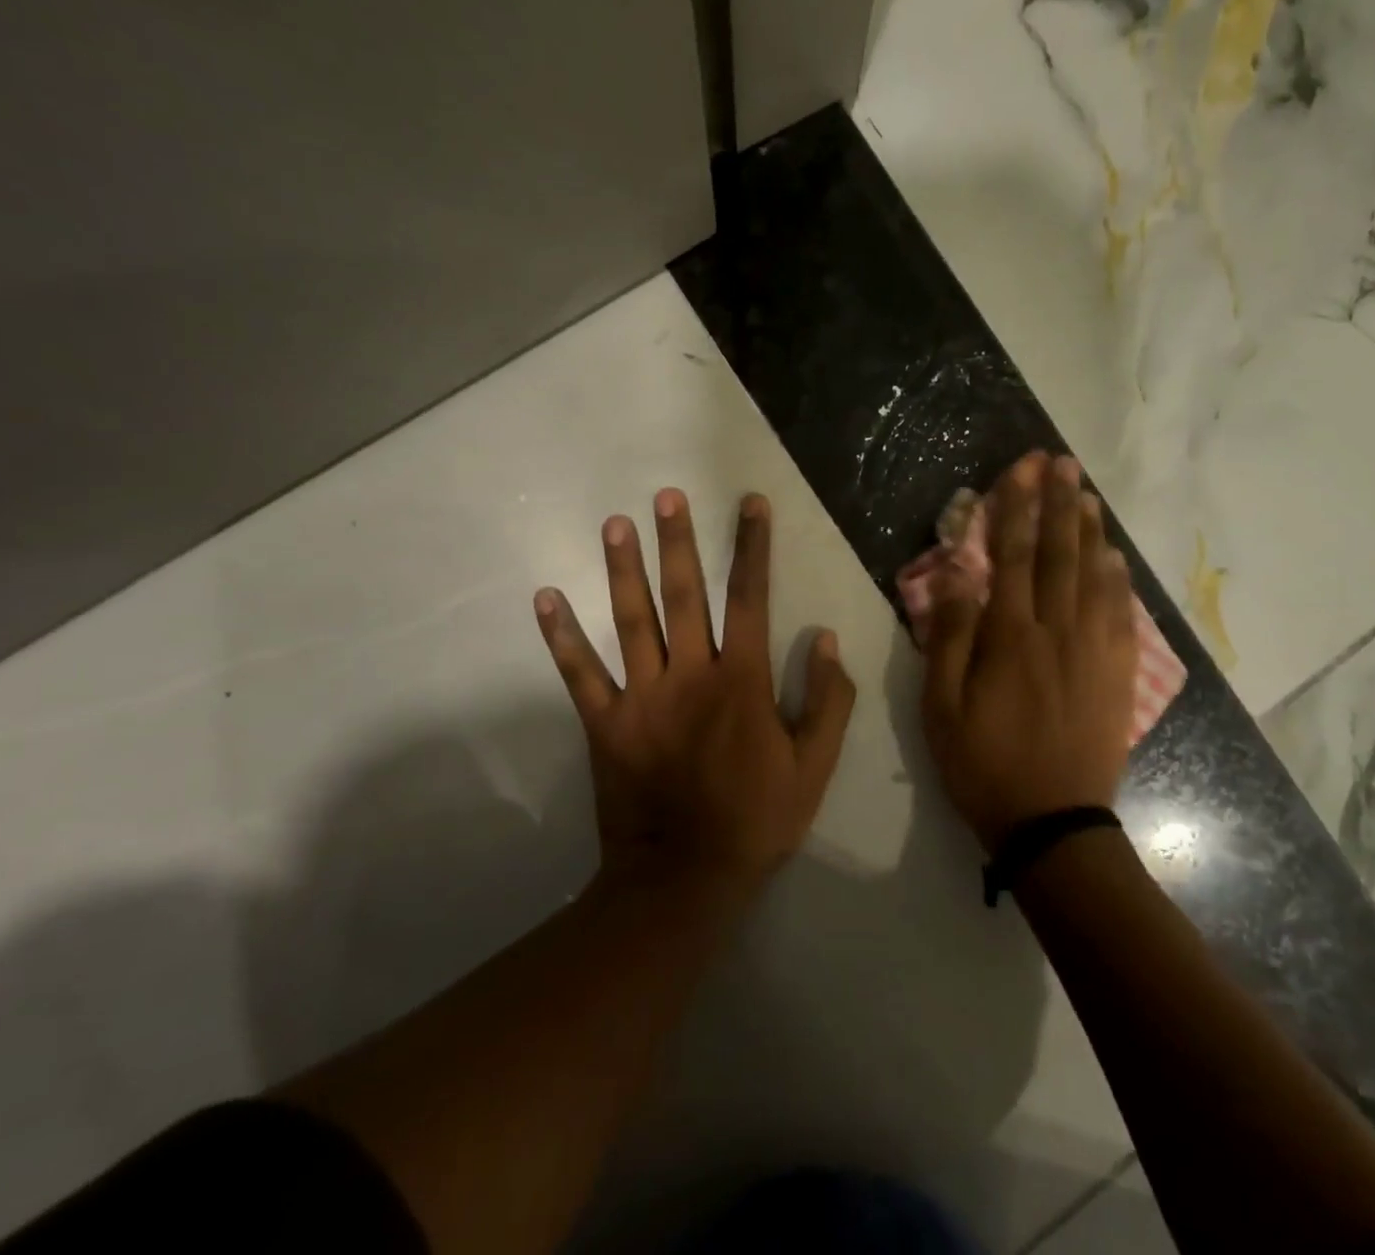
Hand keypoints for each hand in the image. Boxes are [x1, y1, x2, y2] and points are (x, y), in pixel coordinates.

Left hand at [535, 489, 856, 899]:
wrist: (686, 879)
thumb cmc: (757, 819)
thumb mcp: (815, 766)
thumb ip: (827, 701)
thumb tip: (825, 639)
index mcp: (740, 681)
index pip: (750, 598)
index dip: (751, 547)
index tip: (750, 504)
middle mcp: (690, 675)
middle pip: (683, 595)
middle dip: (677, 542)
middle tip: (665, 496)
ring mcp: (642, 697)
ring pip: (631, 620)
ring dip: (622, 569)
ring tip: (614, 524)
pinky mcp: (605, 723)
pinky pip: (580, 674)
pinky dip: (561, 637)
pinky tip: (546, 598)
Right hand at [922, 453, 1135, 852]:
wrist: (1053, 824)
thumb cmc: (983, 765)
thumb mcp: (941, 707)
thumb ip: (950, 637)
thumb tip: (959, 575)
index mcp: (1011, 638)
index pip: (1014, 556)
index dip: (1017, 508)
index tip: (1023, 469)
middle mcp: (1058, 632)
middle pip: (1060, 555)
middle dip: (1060, 504)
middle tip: (1063, 462)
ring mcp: (1095, 652)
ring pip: (1095, 577)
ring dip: (1090, 531)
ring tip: (1088, 494)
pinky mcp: (1118, 675)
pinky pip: (1122, 615)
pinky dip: (1118, 580)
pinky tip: (1115, 558)